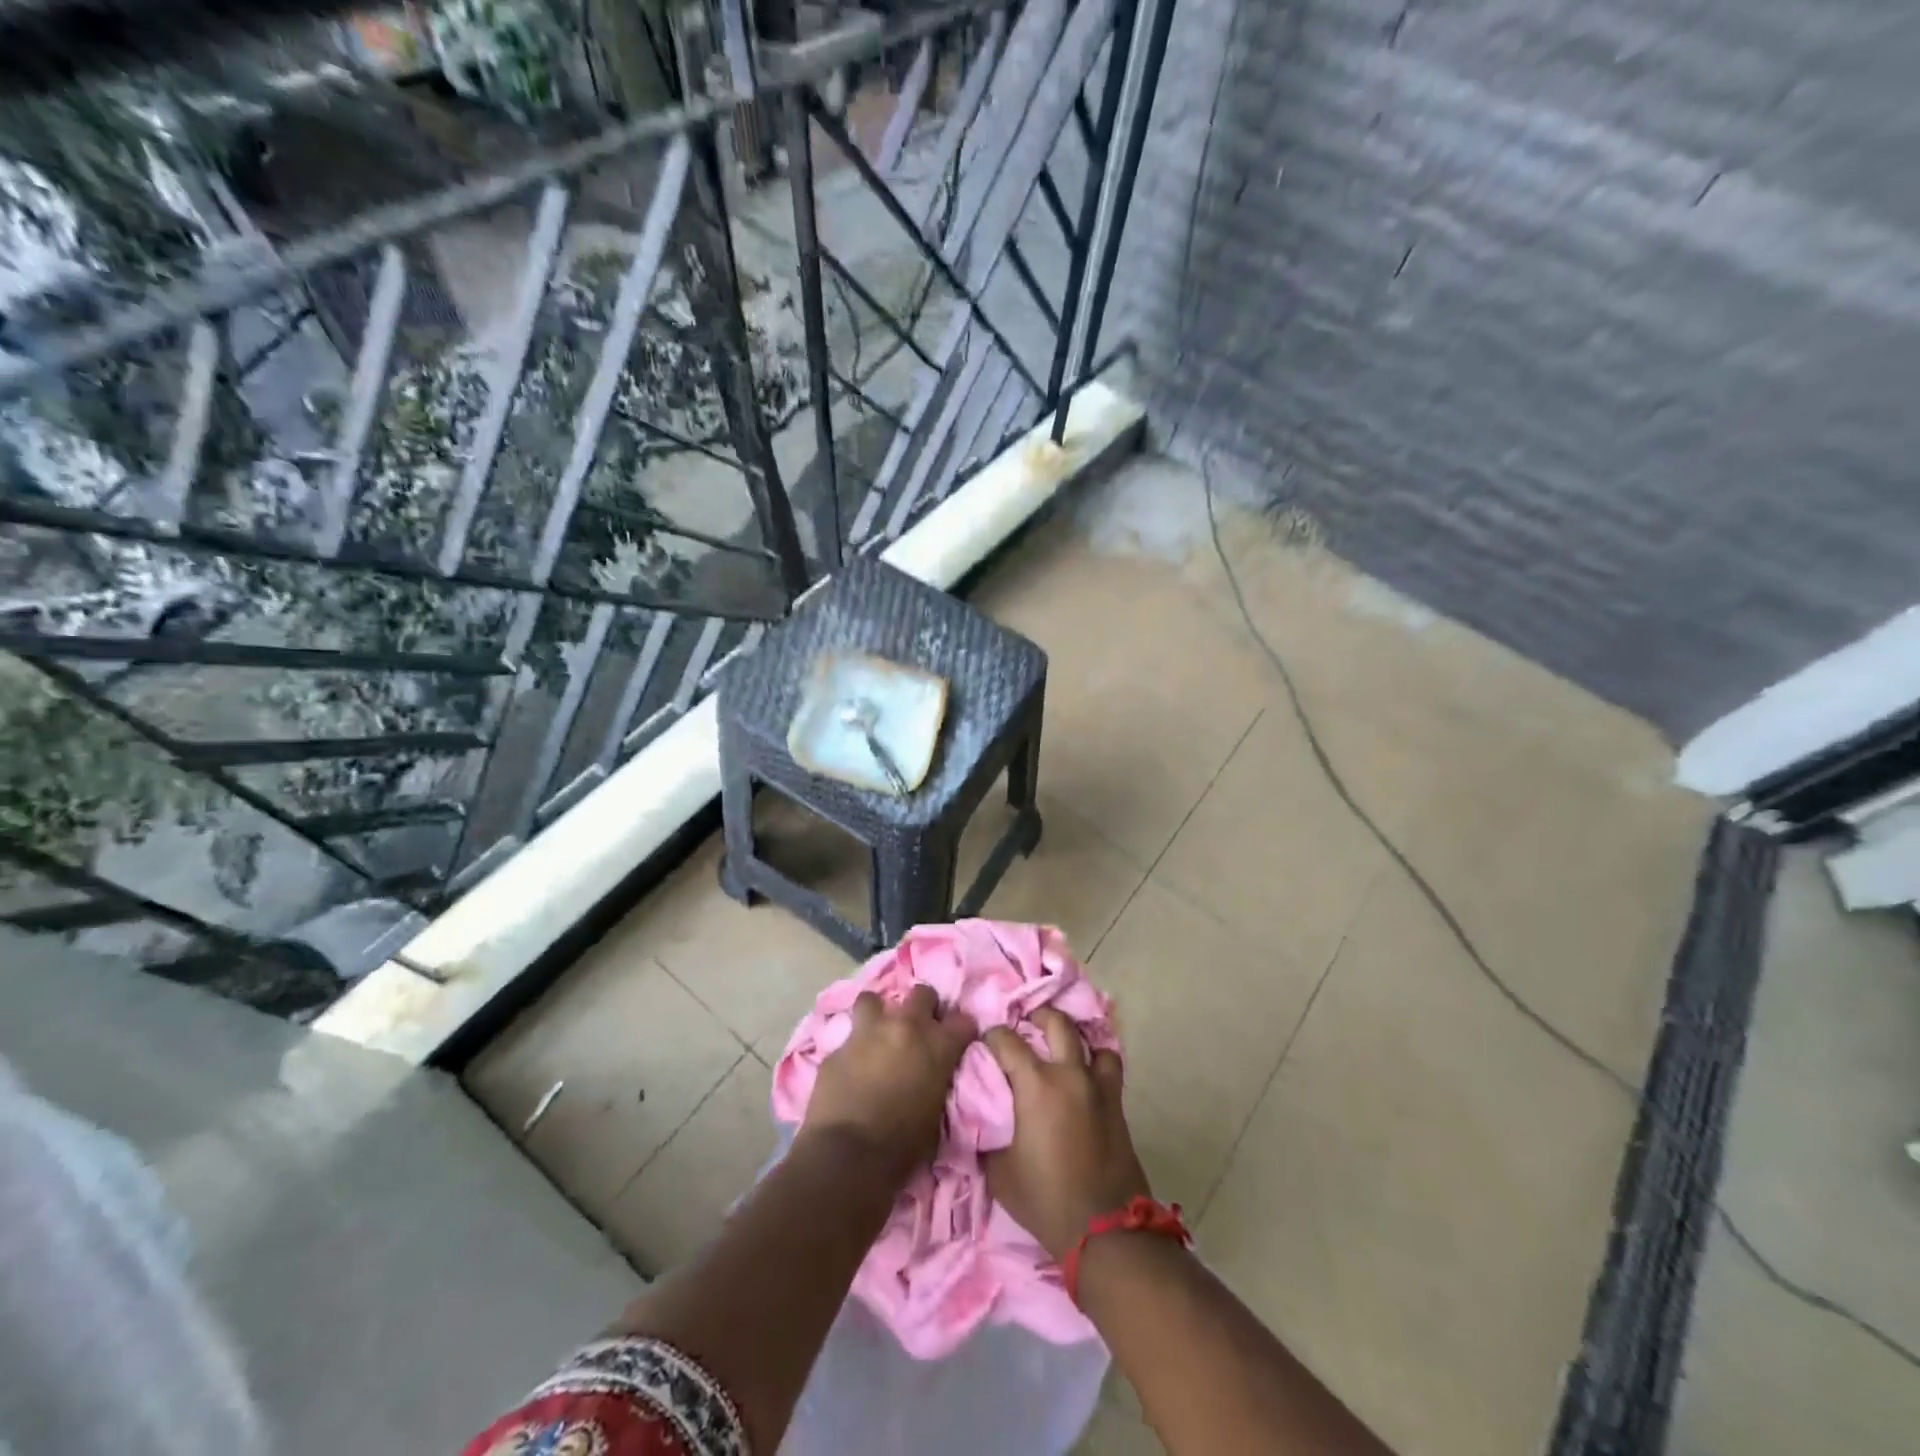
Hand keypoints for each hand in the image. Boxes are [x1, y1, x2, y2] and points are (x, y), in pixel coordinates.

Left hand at [801, 984, 976, 1179]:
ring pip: (873, 999)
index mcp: (937, 1045)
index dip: (960, 1030)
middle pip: (922, 993)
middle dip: (922, 1006)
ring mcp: (868, 1032)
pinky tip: (850, 1067)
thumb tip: (932, 1074)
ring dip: (878, 1014)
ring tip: (876, 1034)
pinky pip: (847, 1038)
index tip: (957, 1040)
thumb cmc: (902, 1146)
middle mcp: (905, 1027)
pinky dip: (852, 1049)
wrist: (848, 1156)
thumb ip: (937, 1079)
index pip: (963, 1021)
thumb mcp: (936, 1112)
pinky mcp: (837, 1047)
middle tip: (917, 1029)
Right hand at [983, 1007, 1152, 1259]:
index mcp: (1035, 1084)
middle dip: (1036, 1018)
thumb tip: (978, 1114)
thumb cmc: (1044, 1198)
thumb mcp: (998, 1170)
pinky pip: (1108, 1065)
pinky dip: (1096, 1061)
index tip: (984, 1047)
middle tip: (1025, 1028)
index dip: (991, 1038)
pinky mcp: (1117, 1103)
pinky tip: (1085, 1074)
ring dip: (1073, 1038)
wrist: (1104, 1229)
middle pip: (1055, 1022)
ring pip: (1089, 1039)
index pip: (1006, 1040)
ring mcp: (1097, 1085)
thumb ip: (986, 1132)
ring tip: (1060, 1048)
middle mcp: (1068, 1073)